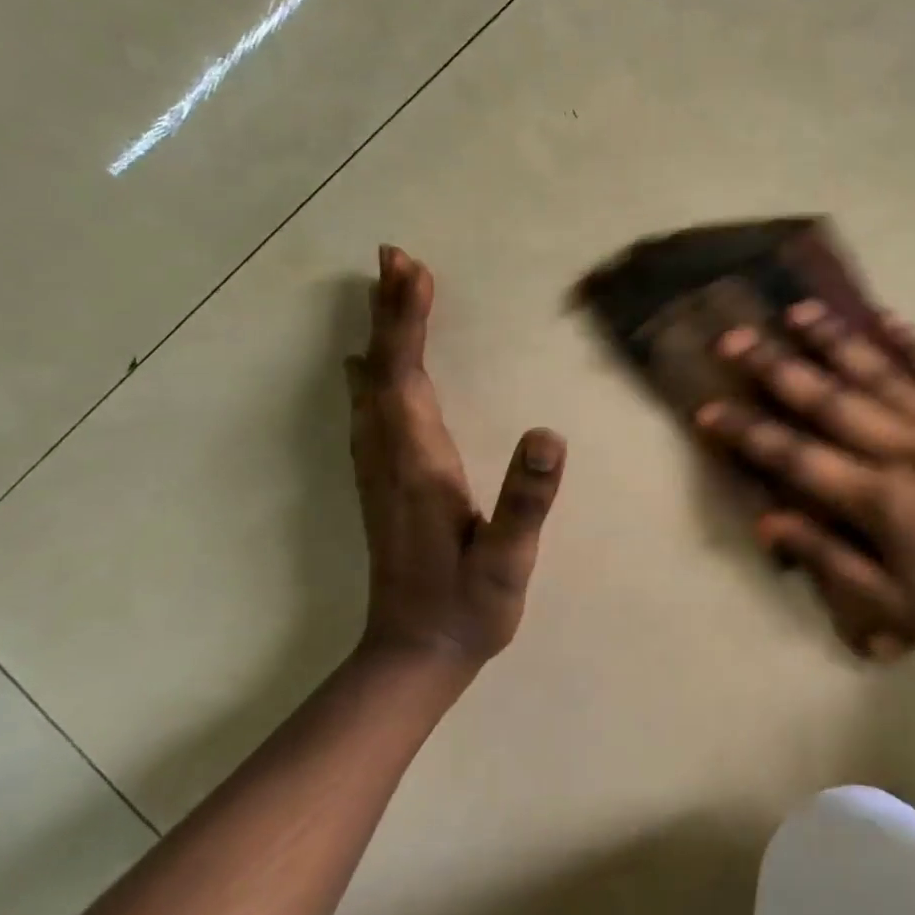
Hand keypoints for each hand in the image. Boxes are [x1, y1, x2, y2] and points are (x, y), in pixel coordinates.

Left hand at [343, 246, 566, 666]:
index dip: (409, 321)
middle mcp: (389, 455)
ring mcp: (380, 469)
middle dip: (391, 311)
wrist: (412, 657)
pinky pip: (370, 409)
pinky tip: (366, 364)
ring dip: (381, 334)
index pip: (407, 376)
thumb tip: (548, 432)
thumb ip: (526, 498)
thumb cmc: (468, 607)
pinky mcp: (382, 482)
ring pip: (372, 385)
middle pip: (384, 368)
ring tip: (386, 291)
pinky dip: (373, 372)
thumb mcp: (507, 560)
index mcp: (419, 462)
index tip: (412, 271)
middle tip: (393, 257)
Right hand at [696, 301, 914, 660]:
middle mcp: (908, 450)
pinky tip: (886, 315)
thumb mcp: (890, 602)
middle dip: (777, 368)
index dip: (749, 433)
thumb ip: (828, 557)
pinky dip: (913, 341)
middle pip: (831, 400)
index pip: (798, 457)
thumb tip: (766, 521)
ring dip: (835, 339)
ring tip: (797, 309)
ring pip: (881, 372)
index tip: (708, 409)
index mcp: (881, 499)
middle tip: (735, 337)